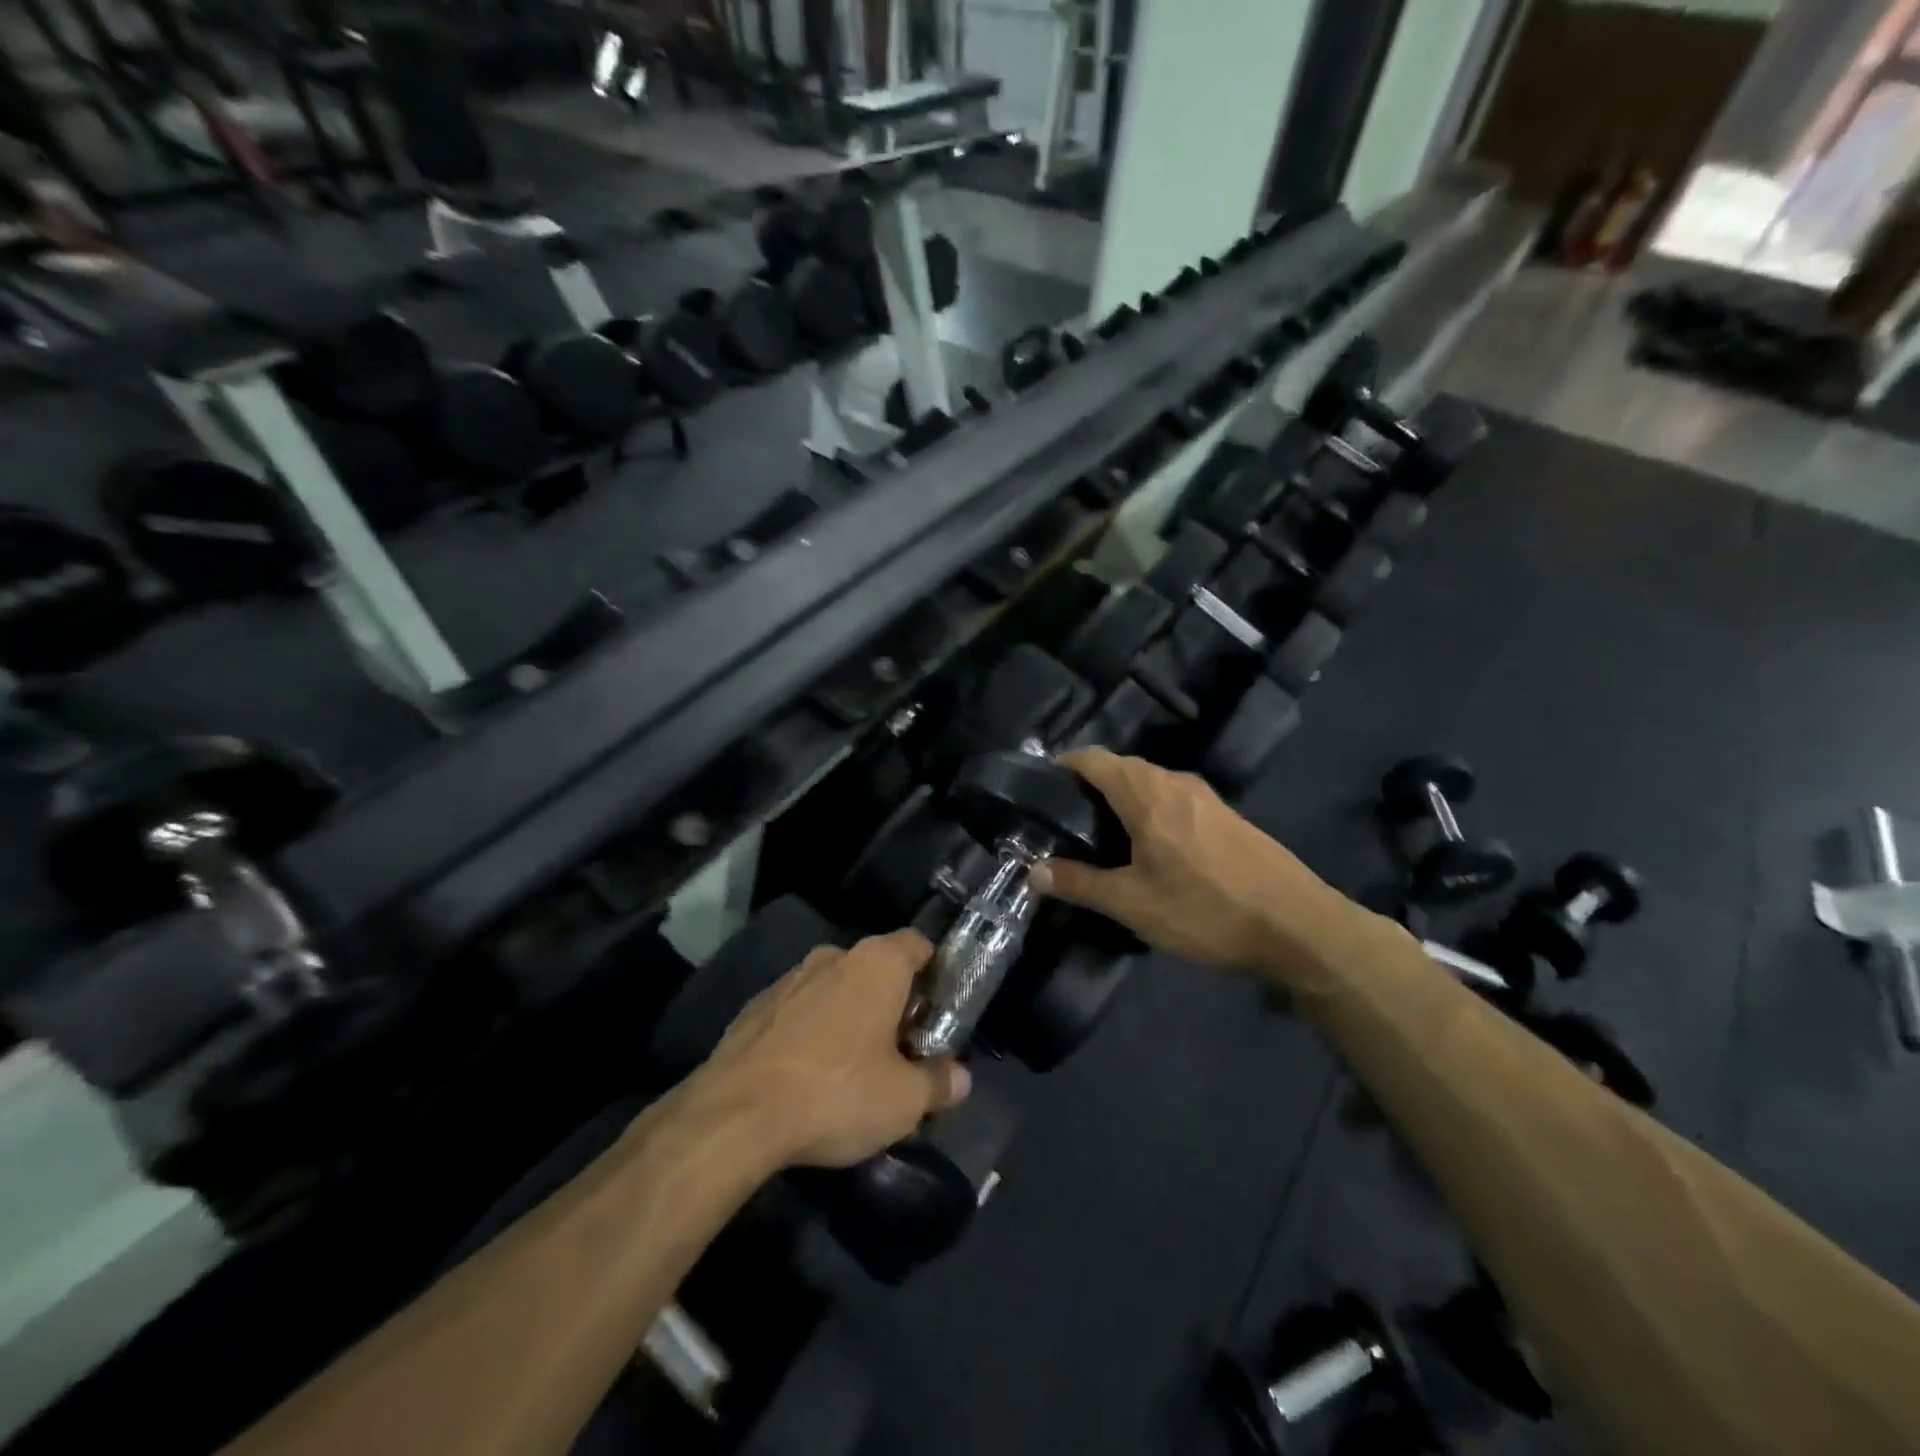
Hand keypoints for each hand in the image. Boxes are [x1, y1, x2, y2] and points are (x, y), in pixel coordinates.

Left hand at [690, 930, 970, 1168]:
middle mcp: (833, 957)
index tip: (939, 1009)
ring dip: (850, 1016)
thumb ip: (938, 1083)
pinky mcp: (755, 1007)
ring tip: (853, 1066)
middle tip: (902, 1048)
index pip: (918, 945)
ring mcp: (789, 979)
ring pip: (835, 988)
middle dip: (892, 1001)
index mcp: (877, 963)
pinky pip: (799, 1010)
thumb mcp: (903, 1101)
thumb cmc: (837, 1093)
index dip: (935, 973)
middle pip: (877, 968)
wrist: (736, 1115)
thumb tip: (959, 1078)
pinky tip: (808, 1075)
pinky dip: (811, 1032)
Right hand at [1029, 748, 1369, 980]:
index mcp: (1147, 793)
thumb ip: (1080, 883)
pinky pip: (1173, 800)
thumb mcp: (1133, 904)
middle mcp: (1176, 783)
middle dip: (1089, 786)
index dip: (1063, 766)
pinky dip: (1149, 812)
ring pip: (1150, 784)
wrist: (1298, 927)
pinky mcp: (1226, 817)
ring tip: (1100, 837)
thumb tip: (1035, 872)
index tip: (1040, 790)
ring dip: (1121, 800)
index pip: (1093, 759)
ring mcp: (1206, 797)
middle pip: (1121, 768)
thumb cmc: (1205, 910)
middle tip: (1063, 823)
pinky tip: (1148, 850)